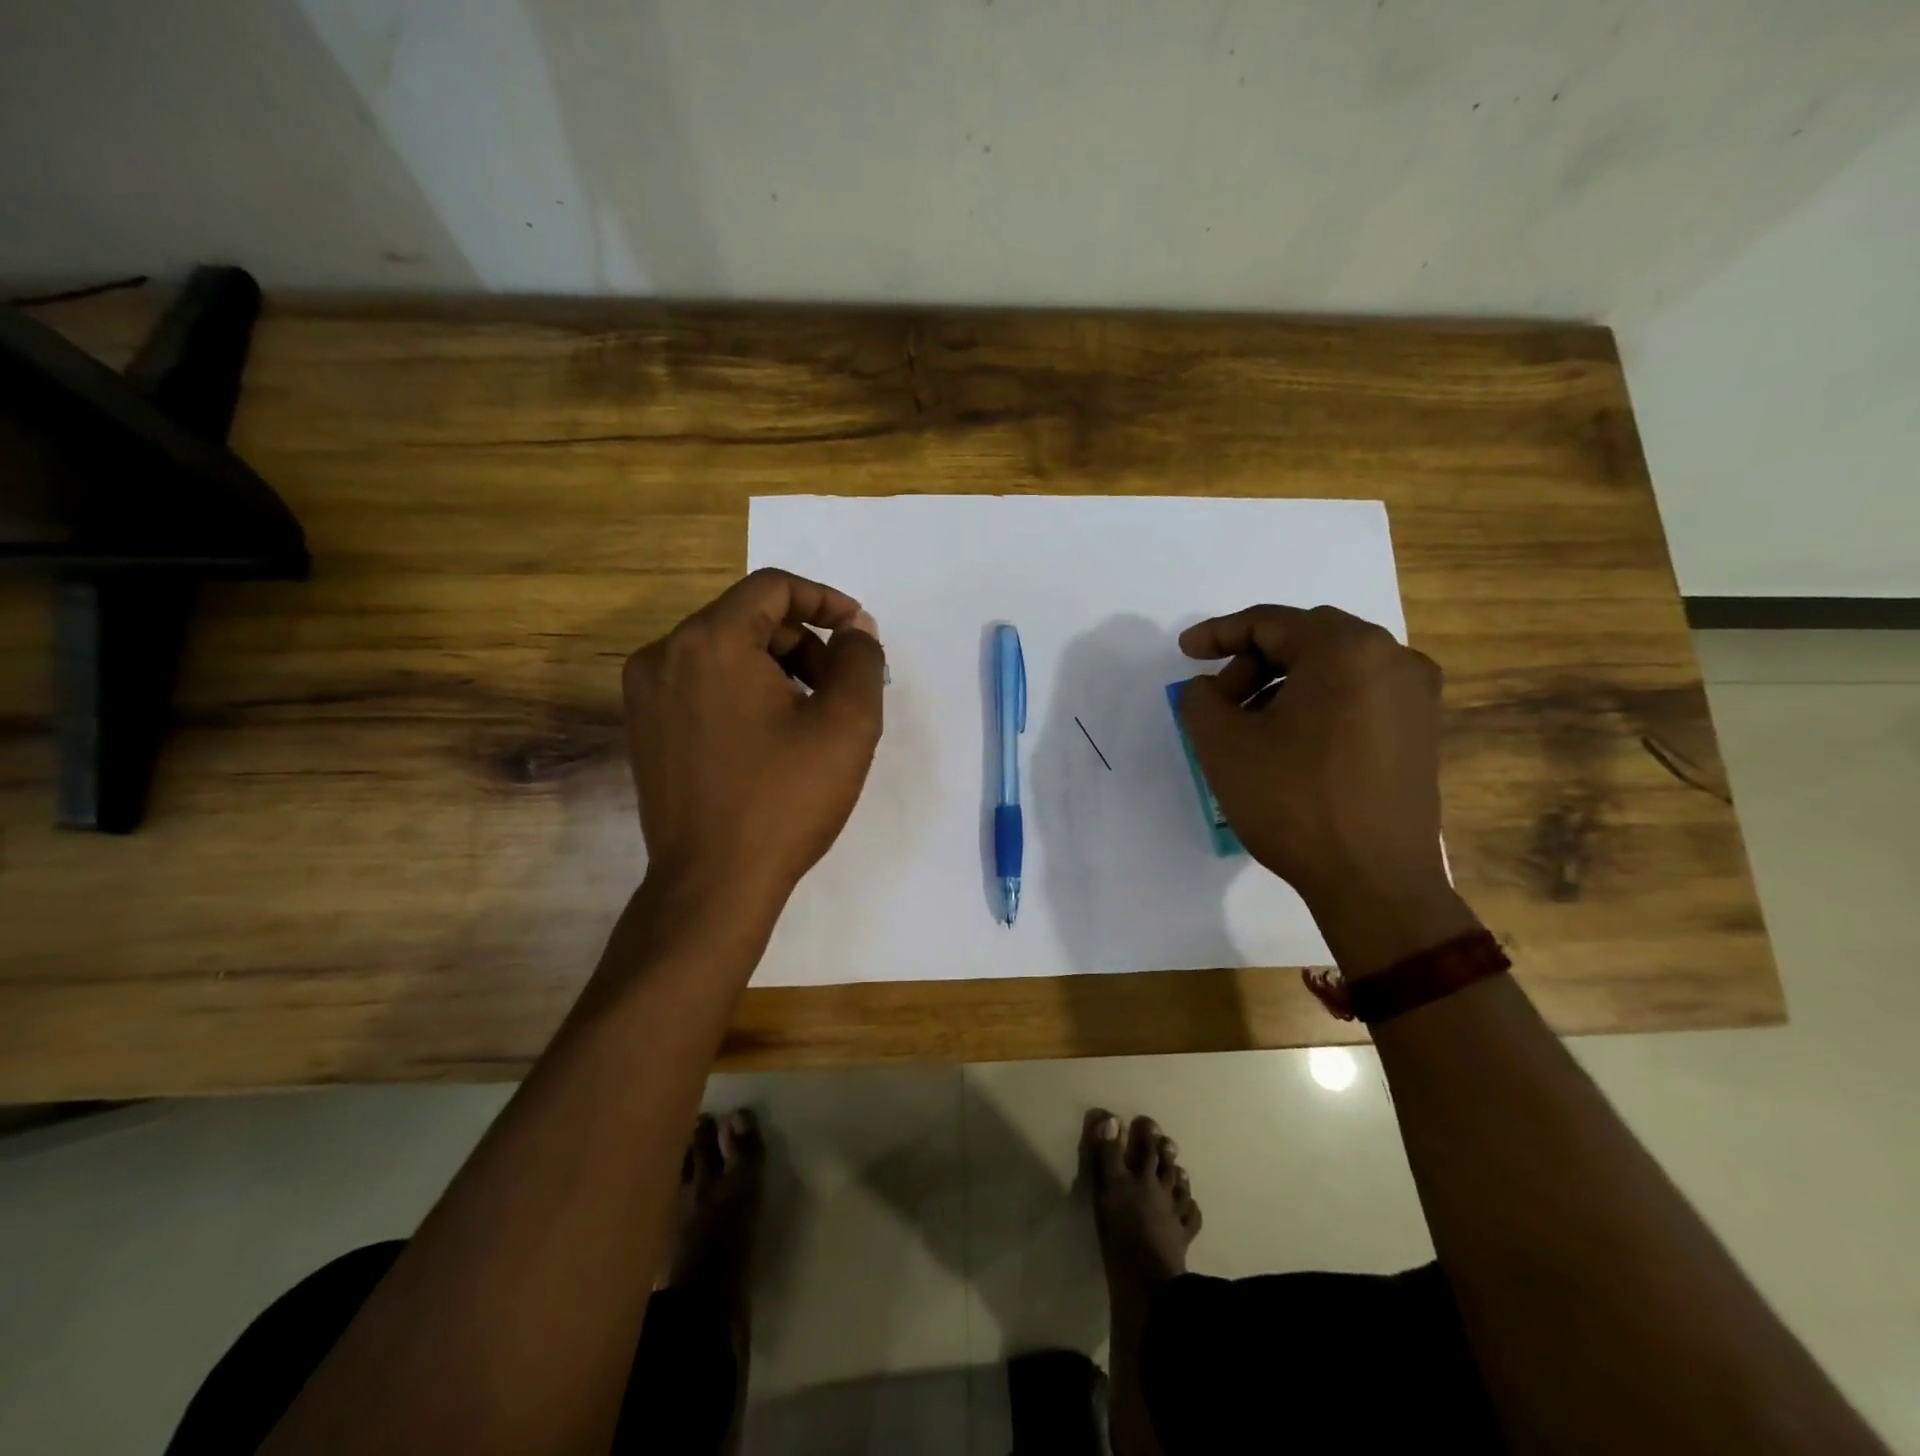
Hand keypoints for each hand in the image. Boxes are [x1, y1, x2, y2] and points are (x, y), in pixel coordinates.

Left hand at [623, 568, 884, 922]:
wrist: (713, 884)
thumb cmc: (784, 799)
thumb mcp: (846, 724)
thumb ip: (860, 658)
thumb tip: (855, 627)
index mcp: (710, 641)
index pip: (773, 587)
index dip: (825, 600)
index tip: (859, 631)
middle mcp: (665, 655)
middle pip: (749, 619)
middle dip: (805, 644)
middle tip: (841, 690)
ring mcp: (646, 694)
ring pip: (725, 653)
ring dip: (777, 670)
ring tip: (810, 721)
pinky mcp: (645, 728)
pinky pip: (703, 685)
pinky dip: (744, 692)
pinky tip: (771, 740)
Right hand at [1178, 604, 1476, 977]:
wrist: (1373, 880)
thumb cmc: (1292, 801)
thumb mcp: (1222, 744)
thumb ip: (1199, 698)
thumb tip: (1208, 688)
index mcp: (1345, 649)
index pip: (1270, 623)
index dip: (1219, 634)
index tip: (1184, 653)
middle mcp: (1391, 658)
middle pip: (1305, 640)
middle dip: (1251, 662)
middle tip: (1217, 699)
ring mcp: (1415, 695)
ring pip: (1333, 668)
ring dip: (1282, 684)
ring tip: (1248, 726)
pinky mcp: (1421, 731)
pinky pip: (1358, 695)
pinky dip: (1316, 703)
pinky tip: (1289, 742)